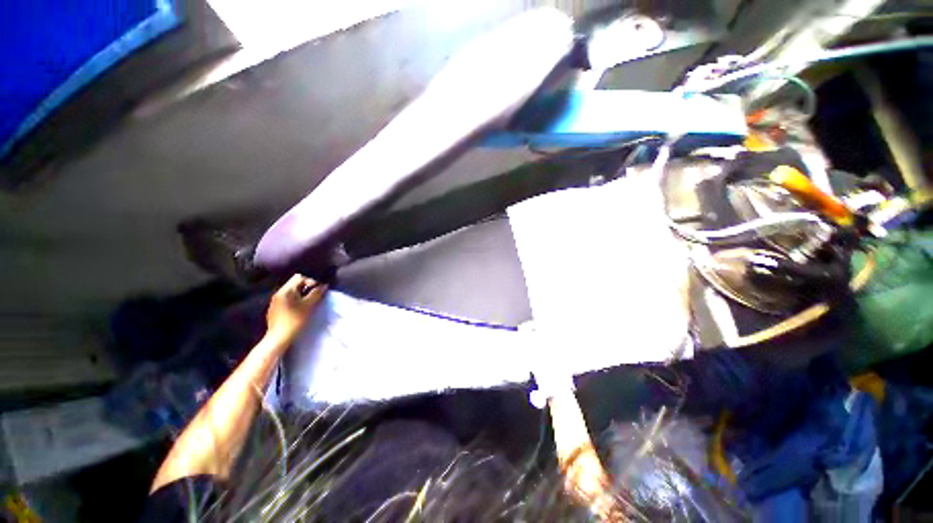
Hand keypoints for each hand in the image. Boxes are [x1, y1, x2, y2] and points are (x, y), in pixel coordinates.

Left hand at [266, 274, 326, 342]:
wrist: (279, 337)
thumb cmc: (295, 319)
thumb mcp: (309, 305)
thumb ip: (316, 293)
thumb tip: (324, 285)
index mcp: (286, 290)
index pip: (300, 277)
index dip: (311, 281)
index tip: (317, 290)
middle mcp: (278, 292)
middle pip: (295, 283)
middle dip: (306, 288)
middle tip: (313, 297)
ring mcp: (275, 301)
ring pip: (291, 291)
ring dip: (301, 294)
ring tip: (307, 303)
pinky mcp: (274, 308)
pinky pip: (286, 298)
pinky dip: (294, 300)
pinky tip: (298, 309)